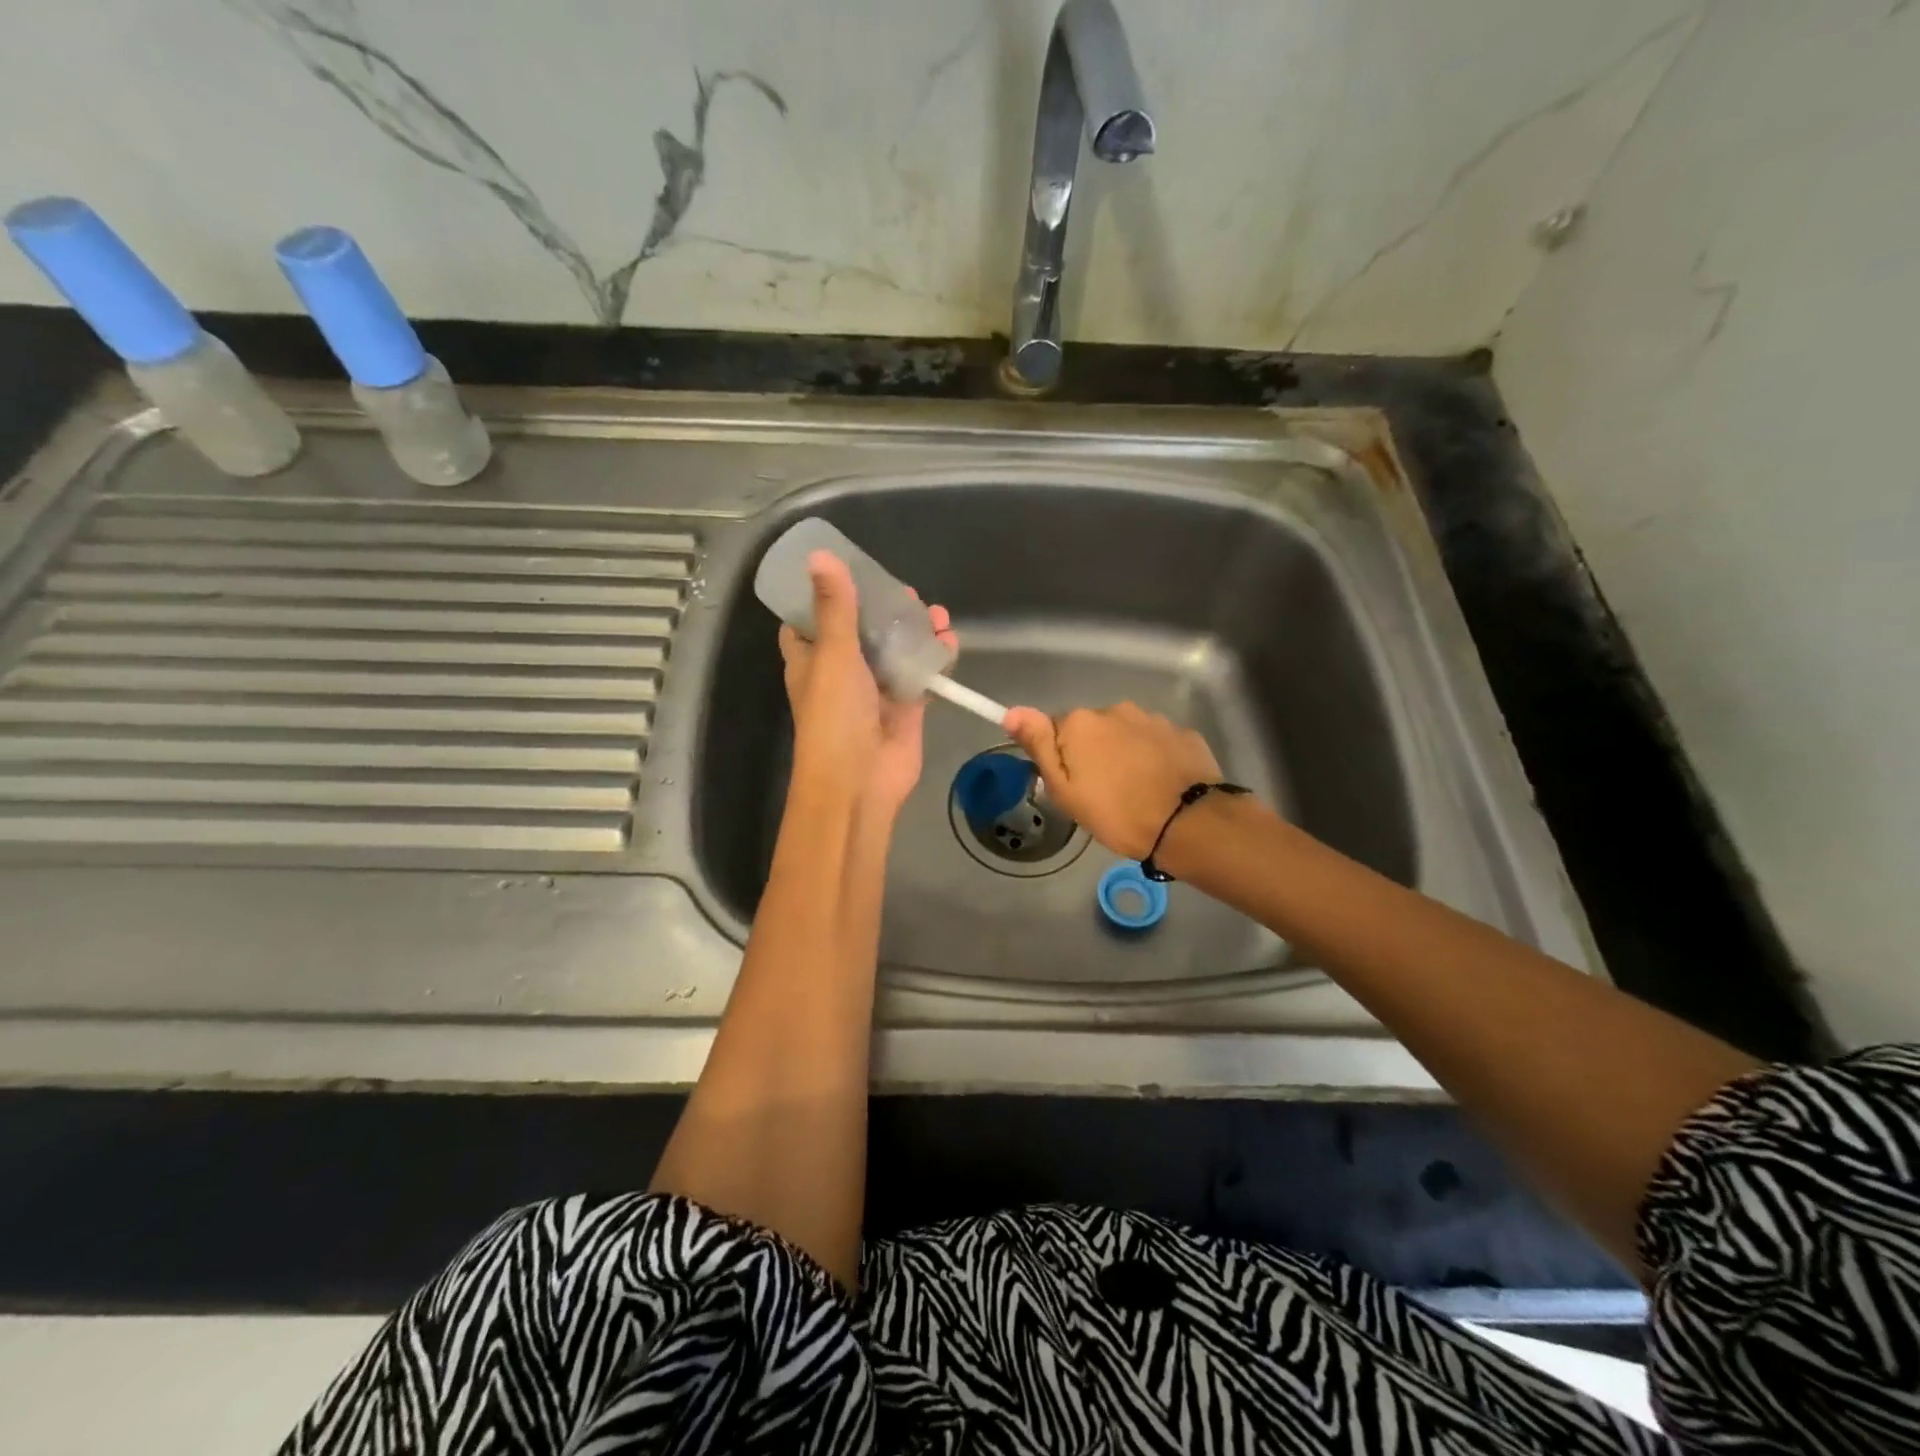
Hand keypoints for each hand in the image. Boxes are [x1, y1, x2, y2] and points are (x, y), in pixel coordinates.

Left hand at [779, 551, 956, 816]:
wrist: (860, 781)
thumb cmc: (835, 716)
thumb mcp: (832, 653)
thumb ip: (834, 607)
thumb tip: (820, 555)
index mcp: (811, 659)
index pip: (809, 621)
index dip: (824, 596)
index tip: (845, 571)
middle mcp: (842, 671)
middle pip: (862, 630)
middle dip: (883, 609)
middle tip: (904, 592)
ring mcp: (875, 689)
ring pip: (895, 650)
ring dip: (915, 629)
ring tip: (936, 612)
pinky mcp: (905, 706)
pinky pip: (920, 673)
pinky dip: (935, 656)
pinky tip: (949, 639)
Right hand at [1004, 701, 1225, 860]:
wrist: (1189, 824)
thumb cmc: (1116, 813)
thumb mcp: (1065, 790)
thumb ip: (1039, 746)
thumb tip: (1012, 711)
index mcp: (1080, 723)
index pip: (1055, 731)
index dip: (1060, 759)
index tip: (1072, 786)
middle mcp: (1115, 710)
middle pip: (1092, 730)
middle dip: (1093, 754)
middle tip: (1101, 794)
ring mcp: (1153, 719)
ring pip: (1126, 734)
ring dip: (1125, 754)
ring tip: (1135, 792)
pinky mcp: (1183, 733)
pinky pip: (1157, 742)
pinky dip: (1154, 758)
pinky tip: (1160, 785)